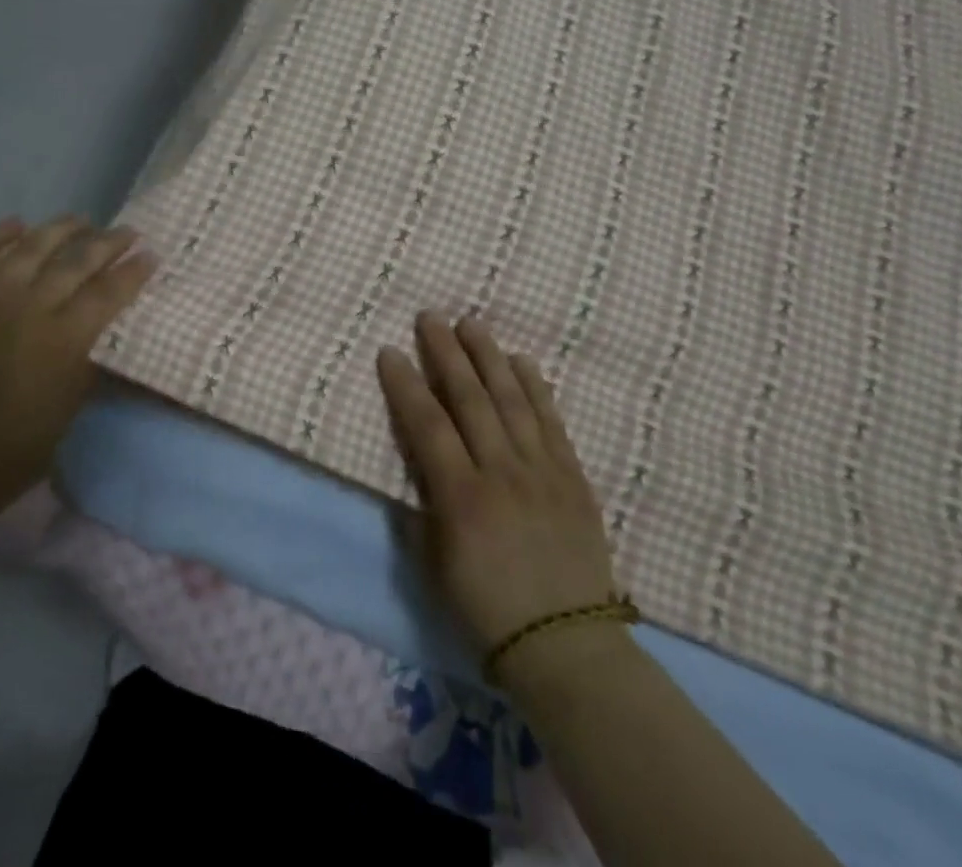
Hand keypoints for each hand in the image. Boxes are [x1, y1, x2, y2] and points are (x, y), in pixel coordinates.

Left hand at [0, 215, 155, 514]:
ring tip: (80, 219)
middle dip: (108, 242)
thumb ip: (95, 349)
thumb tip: (113, 313)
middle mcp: (29, 306)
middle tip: (127, 232)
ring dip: (61, 229)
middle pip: (77, 260)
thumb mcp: (76, 399)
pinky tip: (18, 224)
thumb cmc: (24, 441)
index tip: (151, 254)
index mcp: (65, 337)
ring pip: (32, 245)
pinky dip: (0, 234)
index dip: (135, 269)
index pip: (110, 289)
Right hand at [378, 312, 617, 653]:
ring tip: (471, 323)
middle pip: (469, 397)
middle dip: (446, 352)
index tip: (389, 351)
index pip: (426, 424)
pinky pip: (551, 419)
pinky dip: (535, 386)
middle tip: (430, 316)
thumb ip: (423, 505)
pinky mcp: (572, 474)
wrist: (566, 645)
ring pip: (511, 397)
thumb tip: (417, 461)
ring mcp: (541, 469)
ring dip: (488, 356)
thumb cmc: (486, 611)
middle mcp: (501, 471)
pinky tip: (521, 361)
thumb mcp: (435, 565)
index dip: (405, 384)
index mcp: (461, 497)